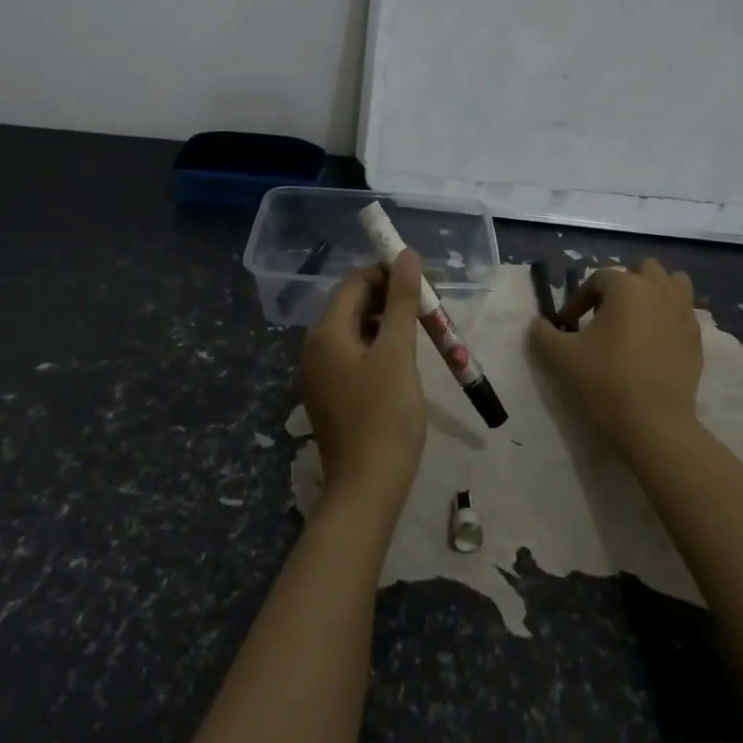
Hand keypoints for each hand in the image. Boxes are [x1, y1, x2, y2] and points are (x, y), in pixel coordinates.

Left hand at [300, 251, 427, 518]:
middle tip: (429, 304)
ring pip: (354, 330)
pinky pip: (352, 355)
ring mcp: (319, 373)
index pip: (355, 283)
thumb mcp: (398, 353)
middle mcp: (314, 347)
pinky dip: (377, 346)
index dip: (388, 273)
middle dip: (390, 297)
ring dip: (386, 322)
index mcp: (325, 332)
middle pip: (352, 304)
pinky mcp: (329, 394)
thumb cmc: (385, 416)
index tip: (425, 280)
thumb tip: (405, 255)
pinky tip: (403, 357)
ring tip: (422, 328)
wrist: (366, 488)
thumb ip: (402, 301)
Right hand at [529, 259, 703, 451]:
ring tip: (638, 318)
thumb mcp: (562, 356)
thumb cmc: (605, 380)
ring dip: (655, 293)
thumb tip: (539, 324)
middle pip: (643, 270)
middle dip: (624, 285)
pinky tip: (654, 343)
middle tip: (606, 313)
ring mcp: (683, 312)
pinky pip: (684, 313)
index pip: (598, 279)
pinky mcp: (697, 337)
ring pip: (673, 284)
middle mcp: (659, 290)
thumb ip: (543, 334)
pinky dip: (669, 318)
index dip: (579, 299)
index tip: (568, 325)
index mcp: (626, 287)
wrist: (653, 422)